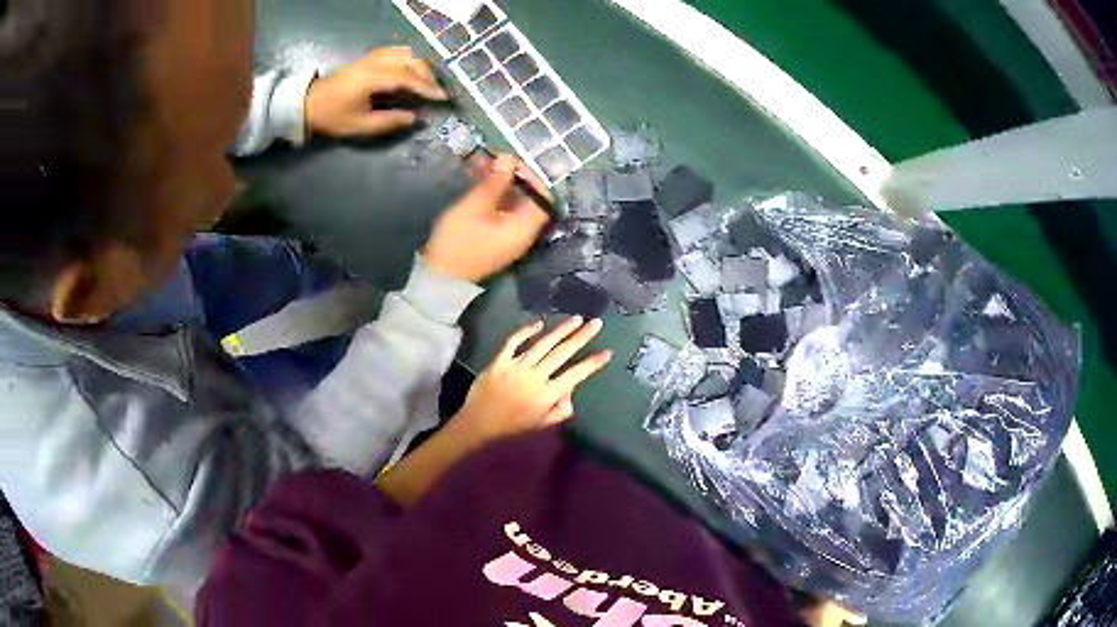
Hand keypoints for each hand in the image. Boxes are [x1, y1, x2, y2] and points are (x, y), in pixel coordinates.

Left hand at [305, 46, 447, 136]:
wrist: (309, 103)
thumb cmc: (333, 116)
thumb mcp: (360, 126)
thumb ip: (389, 122)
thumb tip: (414, 118)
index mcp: (373, 78)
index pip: (408, 78)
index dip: (427, 88)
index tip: (442, 98)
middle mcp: (375, 62)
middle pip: (411, 60)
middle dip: (428, 75)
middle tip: (435, 92)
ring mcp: (373, 57)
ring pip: (406, 53)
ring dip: (420, 65)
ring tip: (426, 82)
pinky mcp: (370, 57)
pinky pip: (398, 51)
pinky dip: (410, 59)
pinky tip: (413, 71)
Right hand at [423, 154, 550, 281]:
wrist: (439, 278)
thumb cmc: (459, 241)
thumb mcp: (476, 206)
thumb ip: (495, 181)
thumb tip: (509, 158)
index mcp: (525, 228)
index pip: (543, 198)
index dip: (532, 177)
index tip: (514, 162)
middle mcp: (523, 233)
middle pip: (526, 199)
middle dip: (511, 176)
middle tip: (493, 159)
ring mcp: (508, 238)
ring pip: (510, 203)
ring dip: (498, 184)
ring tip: (480, 164)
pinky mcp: (494, 239)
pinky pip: (499, 212)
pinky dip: (491, 196)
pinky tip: (476, 181)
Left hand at [452, 317, 612, 444]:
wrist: (479, 423)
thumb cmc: (512, 426)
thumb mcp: (542, 424)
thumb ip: (561, 409)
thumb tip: (571, 390)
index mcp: (547, 394)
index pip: (575, 375)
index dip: (592, 363)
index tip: (607, 351)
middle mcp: (535, 377)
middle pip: (562, 353)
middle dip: (581, 337)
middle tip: (595, 323)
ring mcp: (516, 367)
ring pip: (543, 344)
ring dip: (561, 330)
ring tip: (576, 319)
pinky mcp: (499, 361)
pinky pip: (514, 341)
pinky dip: (526, 330)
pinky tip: (540, 323)